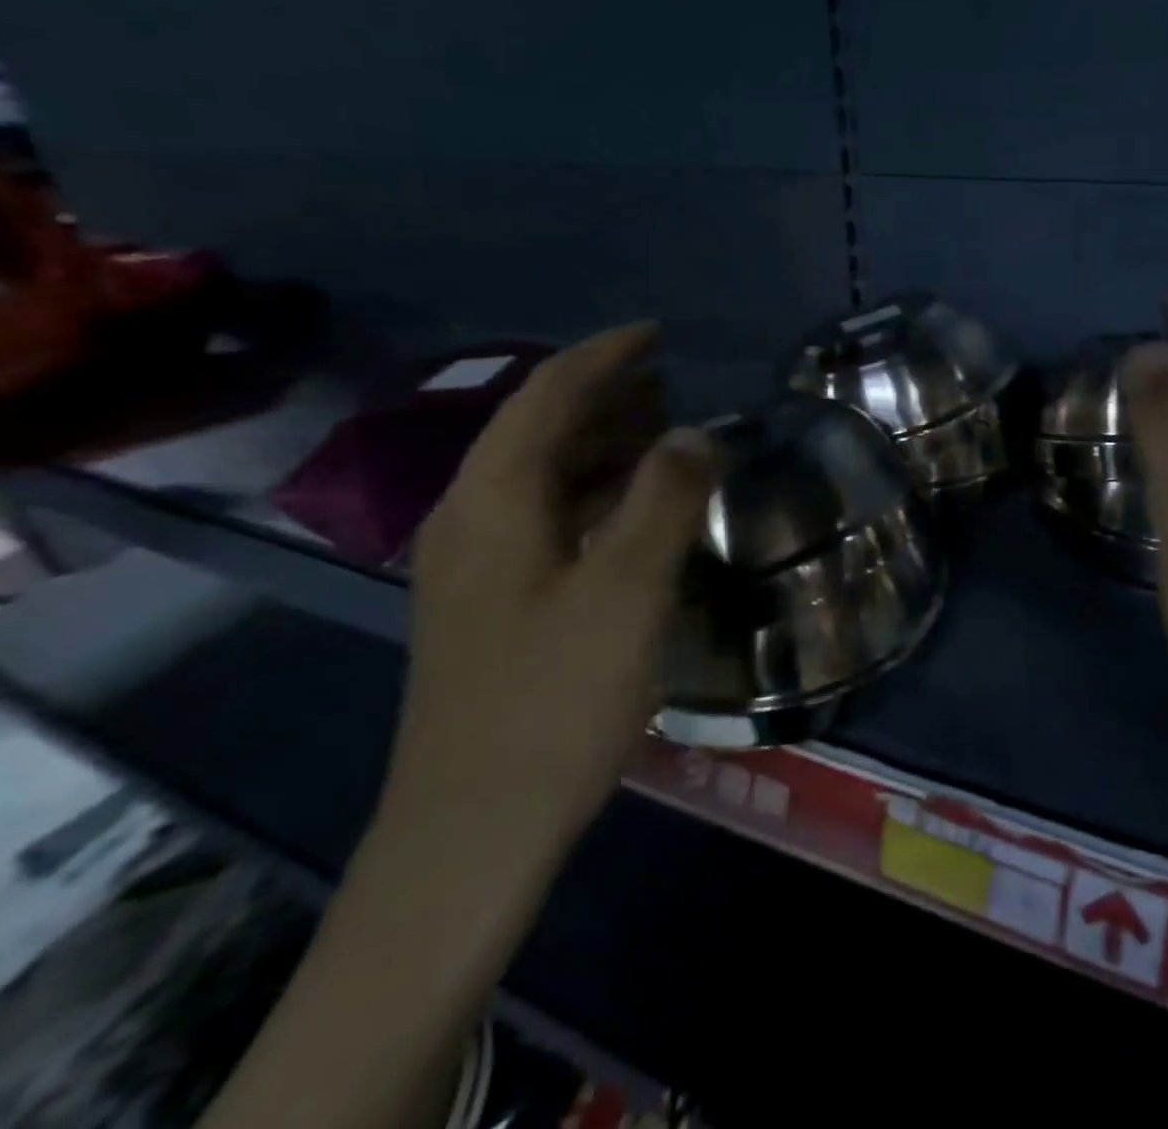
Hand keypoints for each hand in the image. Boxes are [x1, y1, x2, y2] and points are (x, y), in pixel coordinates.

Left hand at [391, 322, 714, 866]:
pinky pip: (549, 517)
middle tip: (675, 380)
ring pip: (544, 475)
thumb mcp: (626, 592)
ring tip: (667, 429)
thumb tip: (695, 432)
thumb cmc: (553, 702)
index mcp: (492, 500)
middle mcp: (472, 518)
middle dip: (606, 394)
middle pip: (539, 428)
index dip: (603, 356)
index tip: (658, 334)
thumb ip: (664, 499)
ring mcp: (477, 565)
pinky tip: (637, 508)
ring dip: (603, 442)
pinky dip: (597, 493)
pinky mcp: (495, 603)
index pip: (546, 394)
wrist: (473, 832)